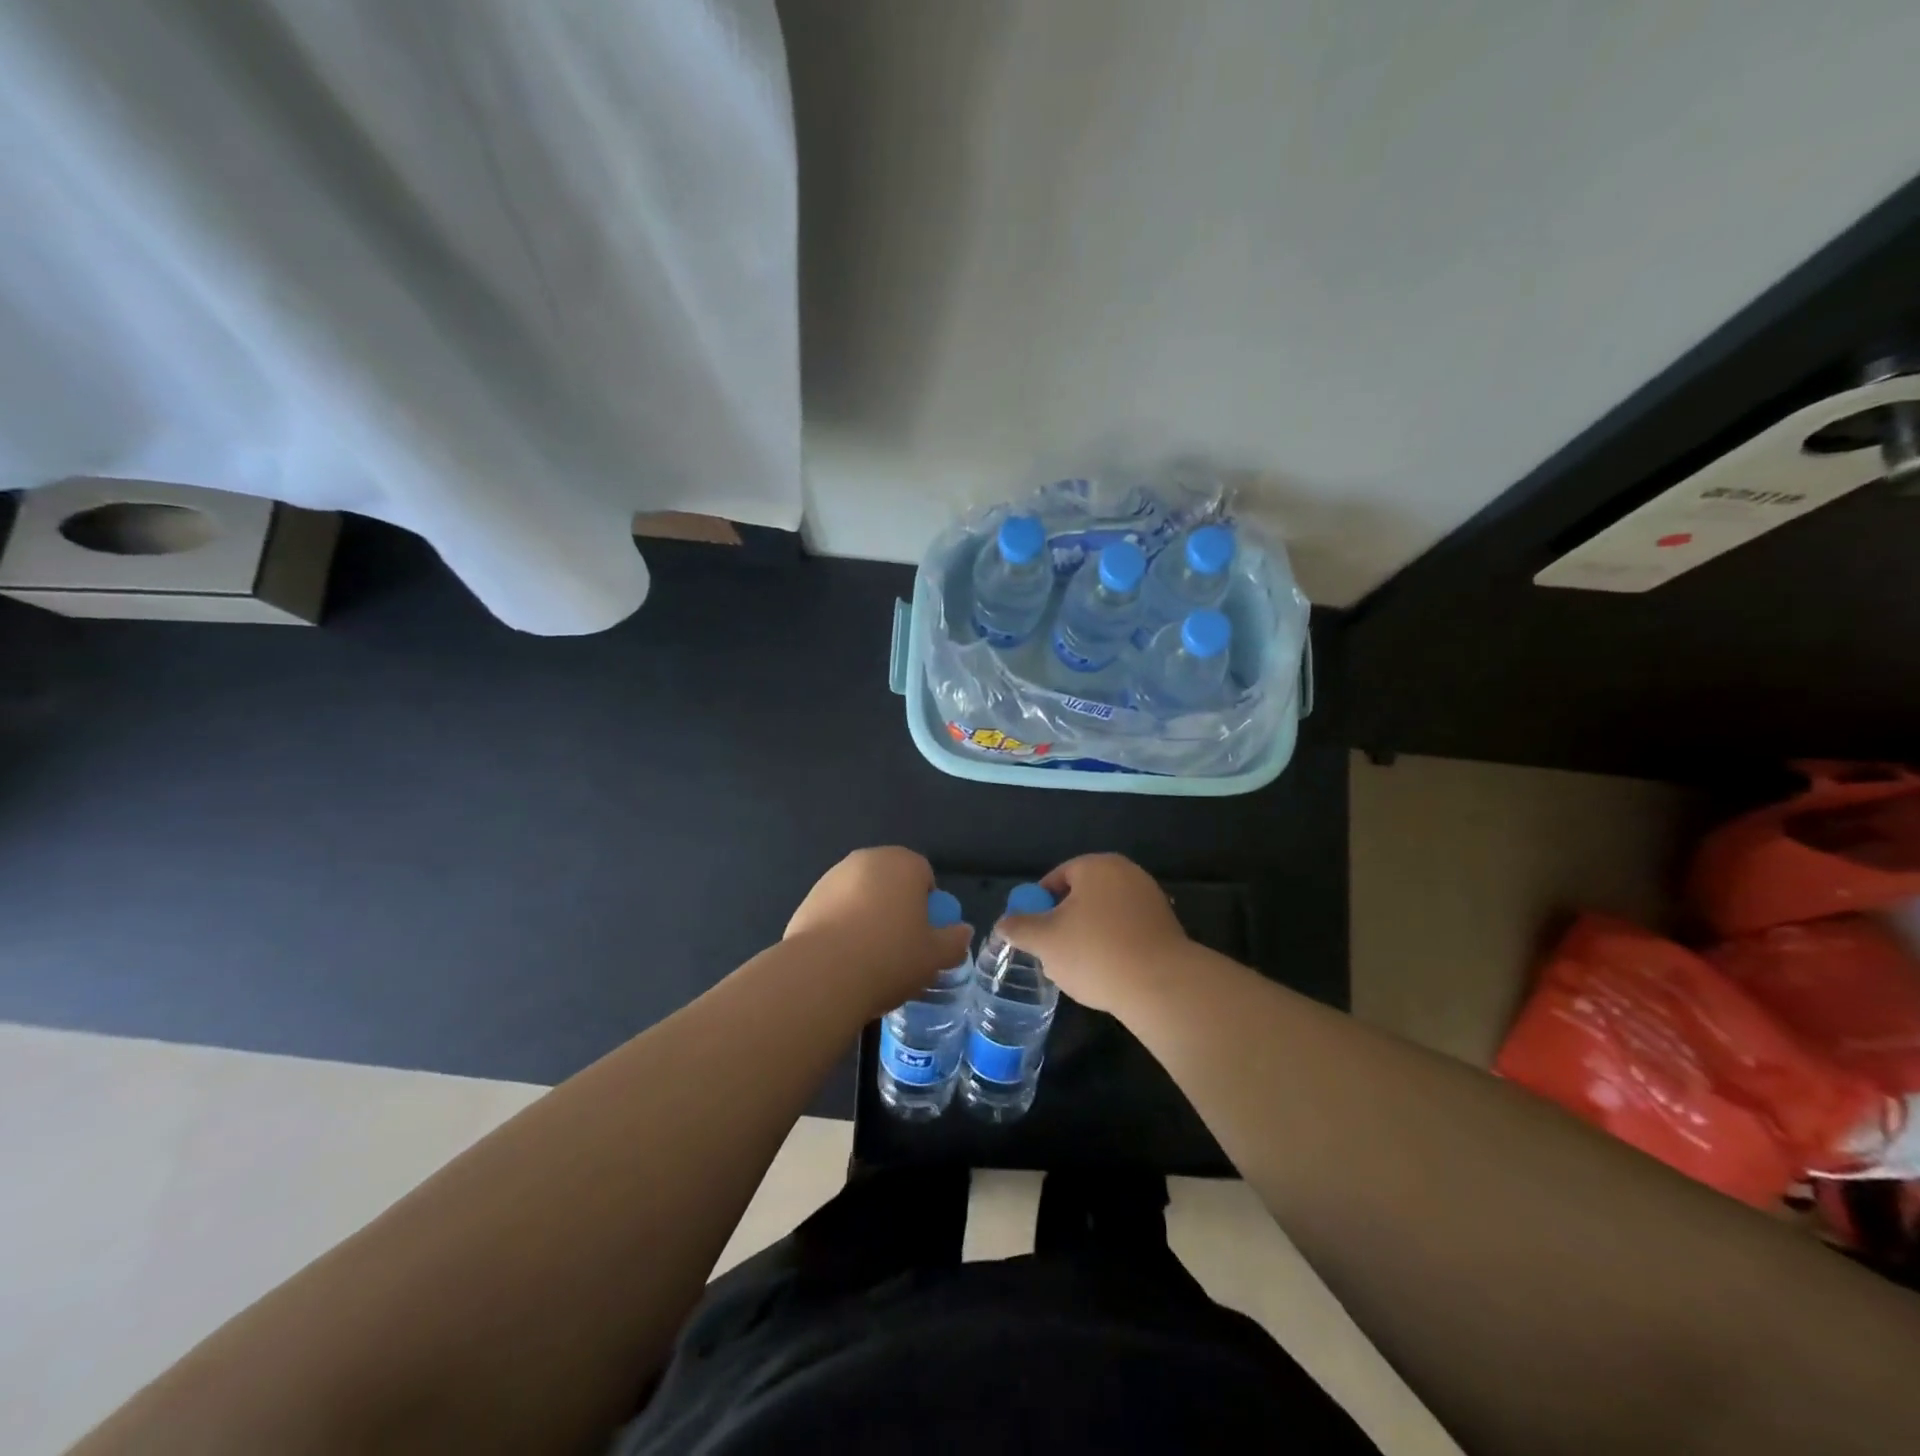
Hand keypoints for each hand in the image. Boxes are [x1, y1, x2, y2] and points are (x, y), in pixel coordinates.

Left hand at [785, 847, 973, 1015]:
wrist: (822, 975)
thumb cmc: (889, 957)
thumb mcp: (935, 957)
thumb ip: (954, 941)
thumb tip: (962, 932)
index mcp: (903, 863)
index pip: (924, 874)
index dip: (928, 905)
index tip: (924, 935)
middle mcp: (867, 860)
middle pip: (890, 882)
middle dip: (896, 907)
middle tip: (900, 946)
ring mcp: (832, 877)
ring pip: (861, 896)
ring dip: (867, 916)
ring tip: (868, 958)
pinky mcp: (807, 900)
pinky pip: (835, 911)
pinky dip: (842, 927)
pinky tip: (843, 960)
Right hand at [995, 854, 1188, 1012]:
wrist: (1161, 986)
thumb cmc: (1095, 952)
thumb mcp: (1044, 941)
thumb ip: (1019, 928)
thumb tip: (1004, 923)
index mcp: (1096, 866)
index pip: (1057, 877)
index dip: (1039, 904)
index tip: (1033, 932)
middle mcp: (1126, 873)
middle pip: (1082, 895)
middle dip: (1064, 922)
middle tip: (1052, 951)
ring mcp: (1150, 899)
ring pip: (1105, 915)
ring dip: (1089, 936)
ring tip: (1079, 968)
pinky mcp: (1167, 926)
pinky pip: (1128, 931)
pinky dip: (1114, 946)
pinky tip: (1108, 973)